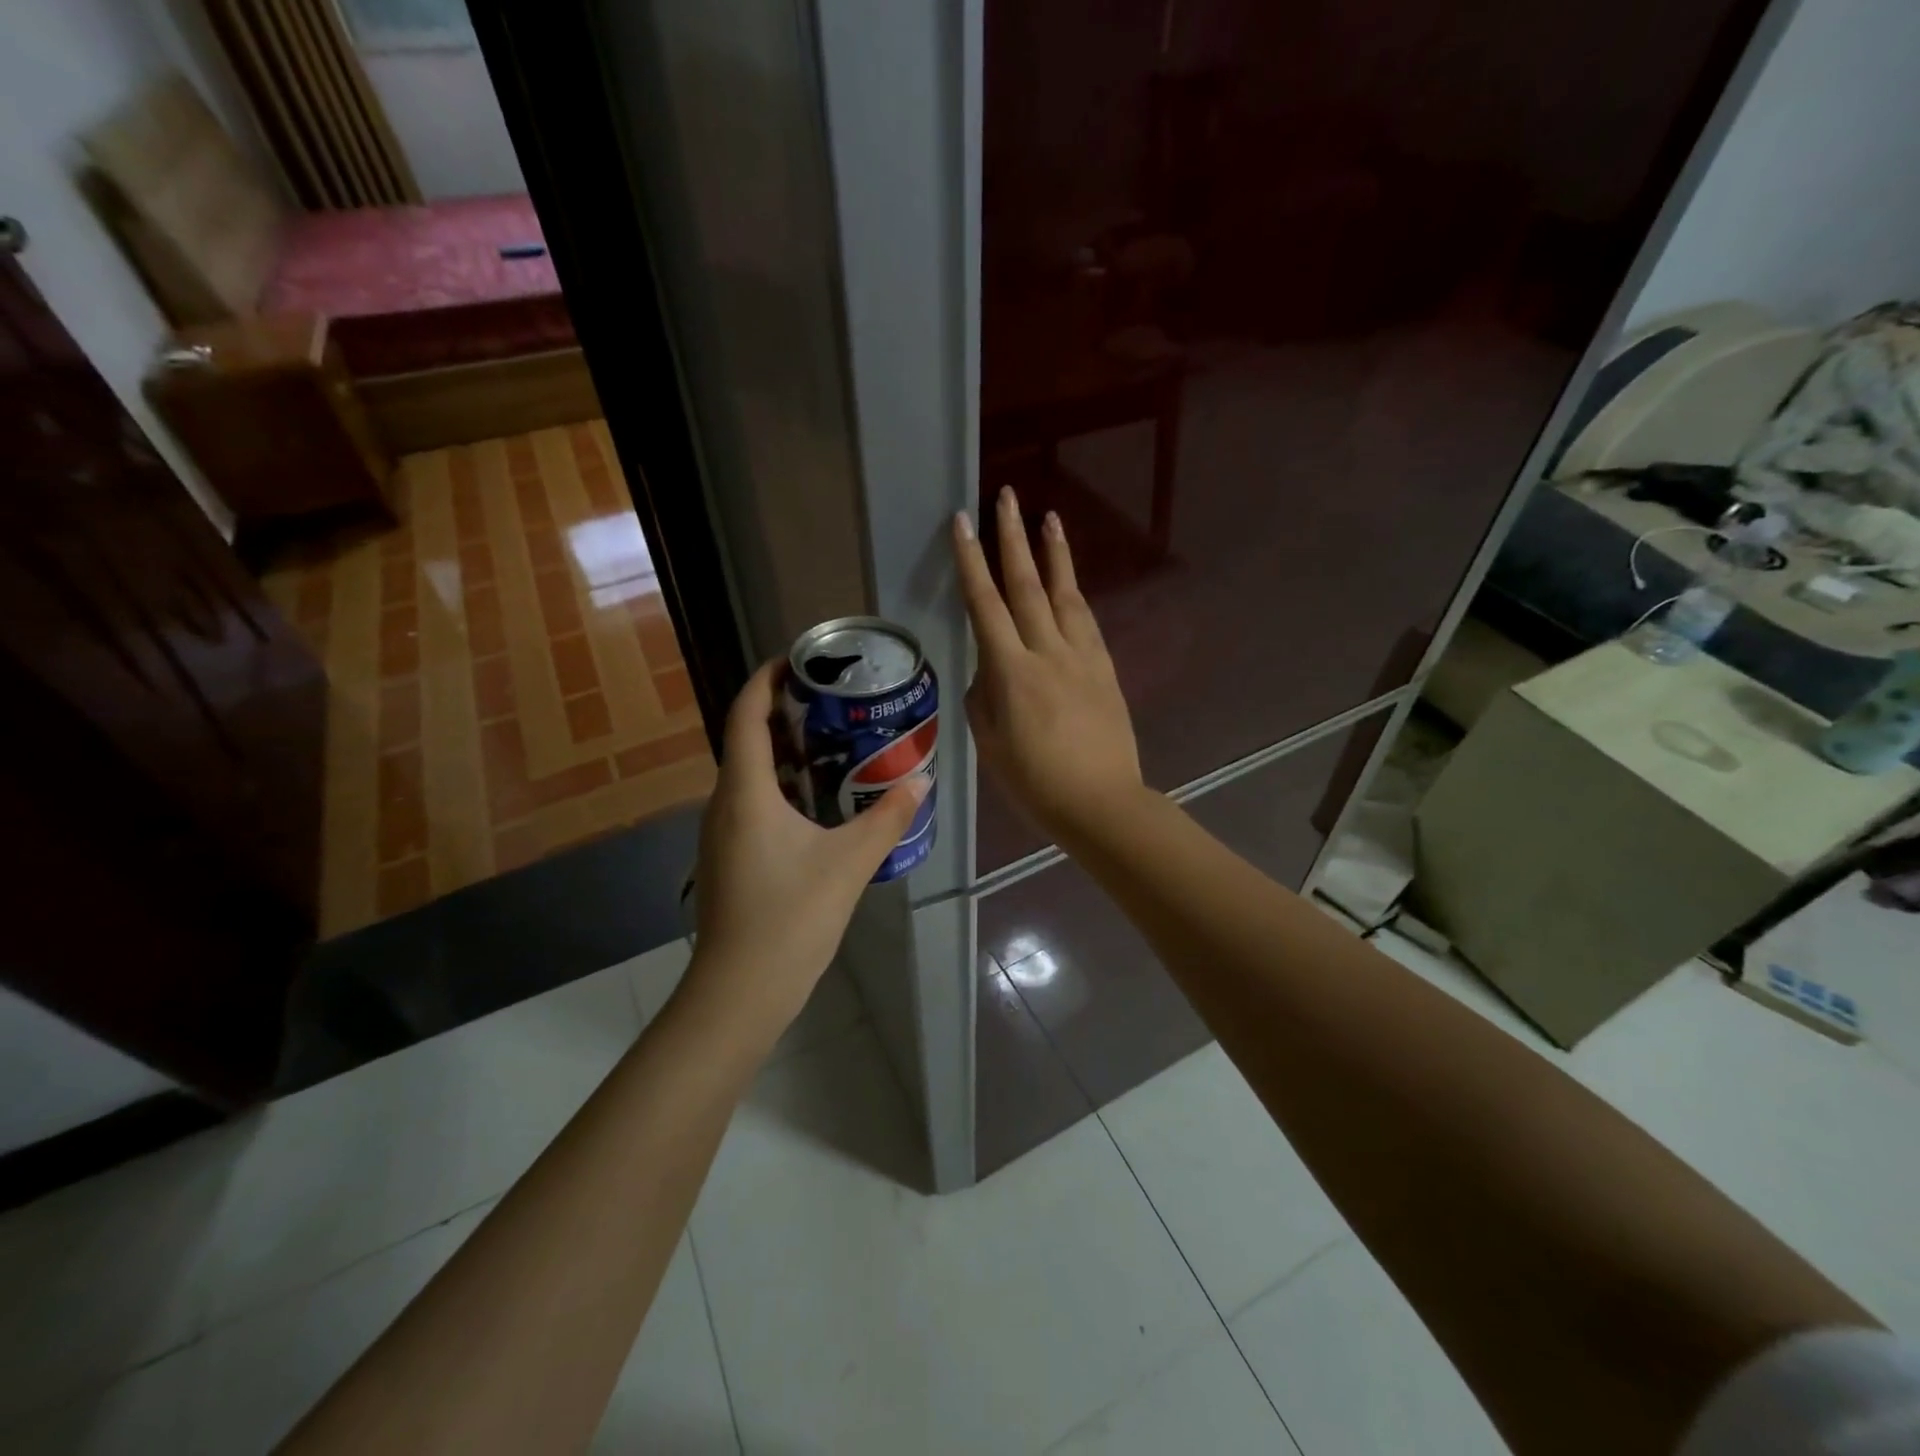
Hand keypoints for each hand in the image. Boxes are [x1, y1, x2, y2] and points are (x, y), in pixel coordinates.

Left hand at [684, 661, 928, 1035]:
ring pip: (750, 774)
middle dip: (784, 713)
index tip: (798, 658)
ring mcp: (722, 833)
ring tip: (834, 742)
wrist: (740, 991)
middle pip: (747, 739)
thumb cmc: (790, 918)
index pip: (746, 714)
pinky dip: (782, 786)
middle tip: (833, 700)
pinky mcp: (730, 857)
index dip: (766, 679)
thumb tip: (922, 778)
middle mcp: (725, 803)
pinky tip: (820, 801)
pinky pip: (753, 802)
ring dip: (785, 751)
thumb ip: (888, 817)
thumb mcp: (850, 862)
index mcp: (745, 792)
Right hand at [954, 486, 1143, 845]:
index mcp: (1011, 672)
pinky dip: (1074, 593)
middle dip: (1013, 538)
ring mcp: (1082, 657)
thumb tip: (987, 670)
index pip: (985, 604)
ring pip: (1065, 594)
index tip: (963, 522)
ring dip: (1054, 554)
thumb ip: (982, 698)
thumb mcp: (990, 744)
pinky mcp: (1105, 669)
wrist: (1101, 803)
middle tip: (1006, 497)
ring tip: (1049, 518)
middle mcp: (1048, 652)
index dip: (971, 561)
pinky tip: (1070, 581)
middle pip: (1026, 585)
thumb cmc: (1035, 782)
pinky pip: (1086, 621)